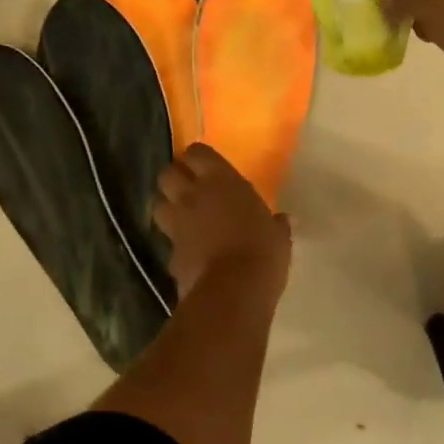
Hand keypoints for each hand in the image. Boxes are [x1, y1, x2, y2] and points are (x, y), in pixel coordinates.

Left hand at [155, 144, 292, 300]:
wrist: (232, 291)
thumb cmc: (262, 252)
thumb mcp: (278, 237)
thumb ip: (277, 225)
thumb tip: (284, 220)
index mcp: (221, 181)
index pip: (197, 152)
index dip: (198, 158)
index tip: (207, 167)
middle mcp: (192, 196)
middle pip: (167, 174)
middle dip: (175, 179)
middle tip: (190, 190)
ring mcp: (177, 225)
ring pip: (158, 205)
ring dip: (168, 209)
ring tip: (184, 219)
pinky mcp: (169, 253)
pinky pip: (167, 241)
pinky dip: (176, 244)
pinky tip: (190, 252)